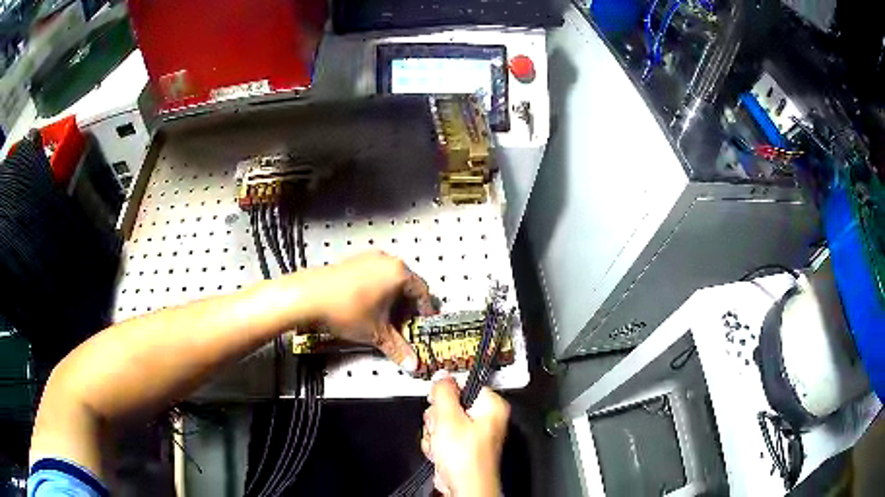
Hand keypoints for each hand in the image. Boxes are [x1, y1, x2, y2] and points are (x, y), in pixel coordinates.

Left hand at [305, 251, 432, 371]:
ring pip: (389, 279)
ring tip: (385, 318)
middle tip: (405, 325)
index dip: (424, 311)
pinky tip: (367, 307)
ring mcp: (367, 258)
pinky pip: (374, 275)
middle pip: (407, 284)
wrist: (308, 297)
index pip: (422, 292)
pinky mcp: (352, 261)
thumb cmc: (347, 311)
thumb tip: (413, 365)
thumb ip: (398, 349)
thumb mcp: (376, 333)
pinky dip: (377, 290)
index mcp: (399, 273)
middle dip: (407, 306)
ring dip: (392, 298)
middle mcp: (386, 260)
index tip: (423, 324)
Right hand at [421, 371, 509, 496]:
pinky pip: (442, 436)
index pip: (464, 384)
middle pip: (450, 404)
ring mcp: (473, 433)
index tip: (438, 403)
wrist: (463, 487)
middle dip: (438, 418)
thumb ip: (443, 392)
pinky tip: (440, 452)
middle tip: (441, 428)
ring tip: (441, 444)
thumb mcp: (448, 418)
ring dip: (435, 433)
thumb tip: (442, 375)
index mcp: (491, 405)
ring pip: (442, 421)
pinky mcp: (462, 446)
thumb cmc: (466, 459)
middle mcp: (486, 418)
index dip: (446, 394)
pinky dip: (436, 444)